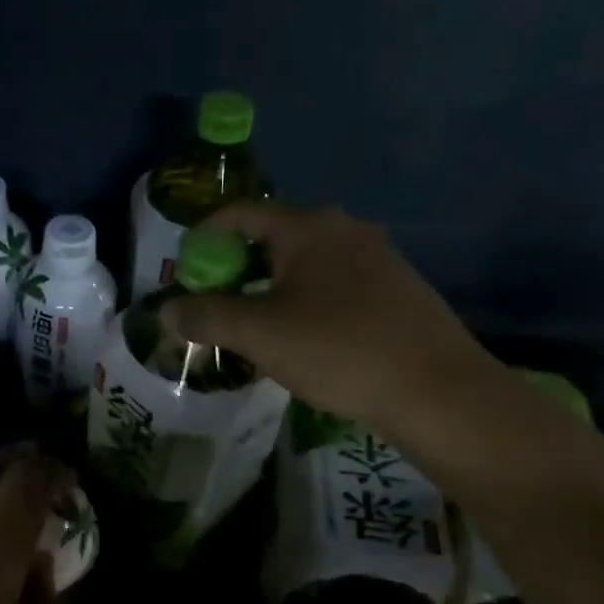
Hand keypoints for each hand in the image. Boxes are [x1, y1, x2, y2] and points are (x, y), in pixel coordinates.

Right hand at [161, 202, 497, 441]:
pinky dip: (304, 301)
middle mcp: (345, 230)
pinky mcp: (397, 290)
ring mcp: (378, 258)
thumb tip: (165, 311)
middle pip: (273, 237)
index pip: (241, 214)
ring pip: (305, 264)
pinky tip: (301, 339)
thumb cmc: (339, 349)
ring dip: (270, 288)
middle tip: (213, 303)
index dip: (204, 236)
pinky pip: (333, 285)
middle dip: (236, 268)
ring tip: (251, 326)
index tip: (184, 269)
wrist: (437, 390)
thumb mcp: (259, 334)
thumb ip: (206, 317)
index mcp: (308, 227)